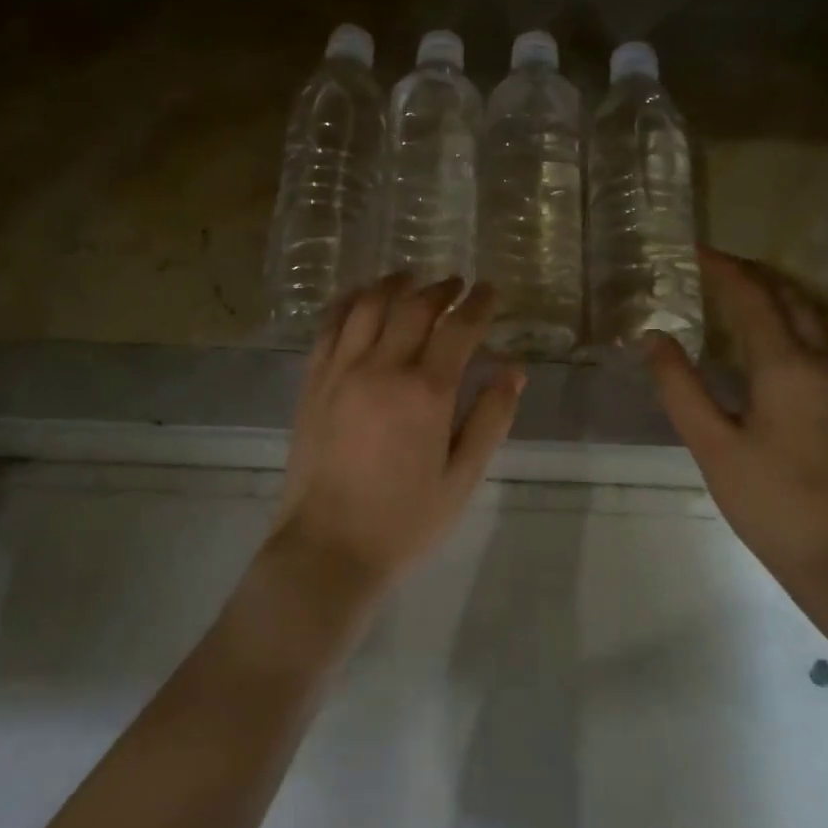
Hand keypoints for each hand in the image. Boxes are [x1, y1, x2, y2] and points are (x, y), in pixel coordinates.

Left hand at [278, 275, 525, 591]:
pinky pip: (329, 326)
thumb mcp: (462, 478)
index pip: (458, 329)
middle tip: (456, 284)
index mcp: (425, 392)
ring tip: (409, 279)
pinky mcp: (312, 382)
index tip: (490, 290)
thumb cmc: (403, 520)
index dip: (478, 304)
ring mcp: (340, 371)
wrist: (327, 549)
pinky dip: (348, 302)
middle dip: (439, 289)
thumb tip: (514, 371)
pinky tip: (359, 297)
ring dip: (393, 285)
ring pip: (367, 306)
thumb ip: (490, 419)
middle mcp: (381, 368)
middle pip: (413, 308)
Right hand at [645, 249, 827, 592]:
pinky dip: (786, 320)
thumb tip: (652, 338)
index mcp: (788, 366)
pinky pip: (816, 339)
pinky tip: (760, 339)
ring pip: (809, 315)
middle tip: (710, 265)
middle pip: (789, 296)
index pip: (752, 298)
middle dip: (751, 272)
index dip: (722, 269)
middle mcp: (823, 362)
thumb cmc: (773, 502)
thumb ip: (680, 388)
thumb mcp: (712, 446)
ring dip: (772, 293)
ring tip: (732, 291)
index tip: (692, 249)